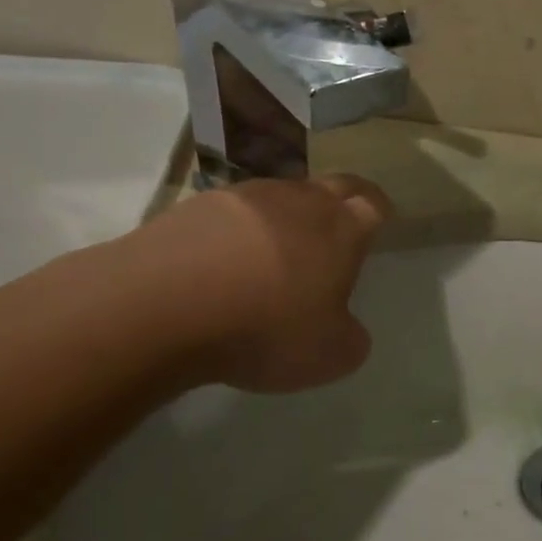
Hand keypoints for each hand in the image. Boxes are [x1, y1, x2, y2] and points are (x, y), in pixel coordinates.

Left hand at [111, 174, 392, 392]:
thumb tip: (346, 328)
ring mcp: (245, 196)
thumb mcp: (330, 355)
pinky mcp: (196, 205)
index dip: (380, 211)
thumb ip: (351, 338)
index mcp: (341, 228)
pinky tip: (226, 260)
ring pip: (282, 194)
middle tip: (341, 223)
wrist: (161, 306)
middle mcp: (298, 200)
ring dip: (289, 213)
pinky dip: (240, 229)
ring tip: (279, 247)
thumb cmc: (264, 328)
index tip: (380, 221)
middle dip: (344, 200)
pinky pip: (233, 211)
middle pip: (333, 185)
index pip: (374, 203)